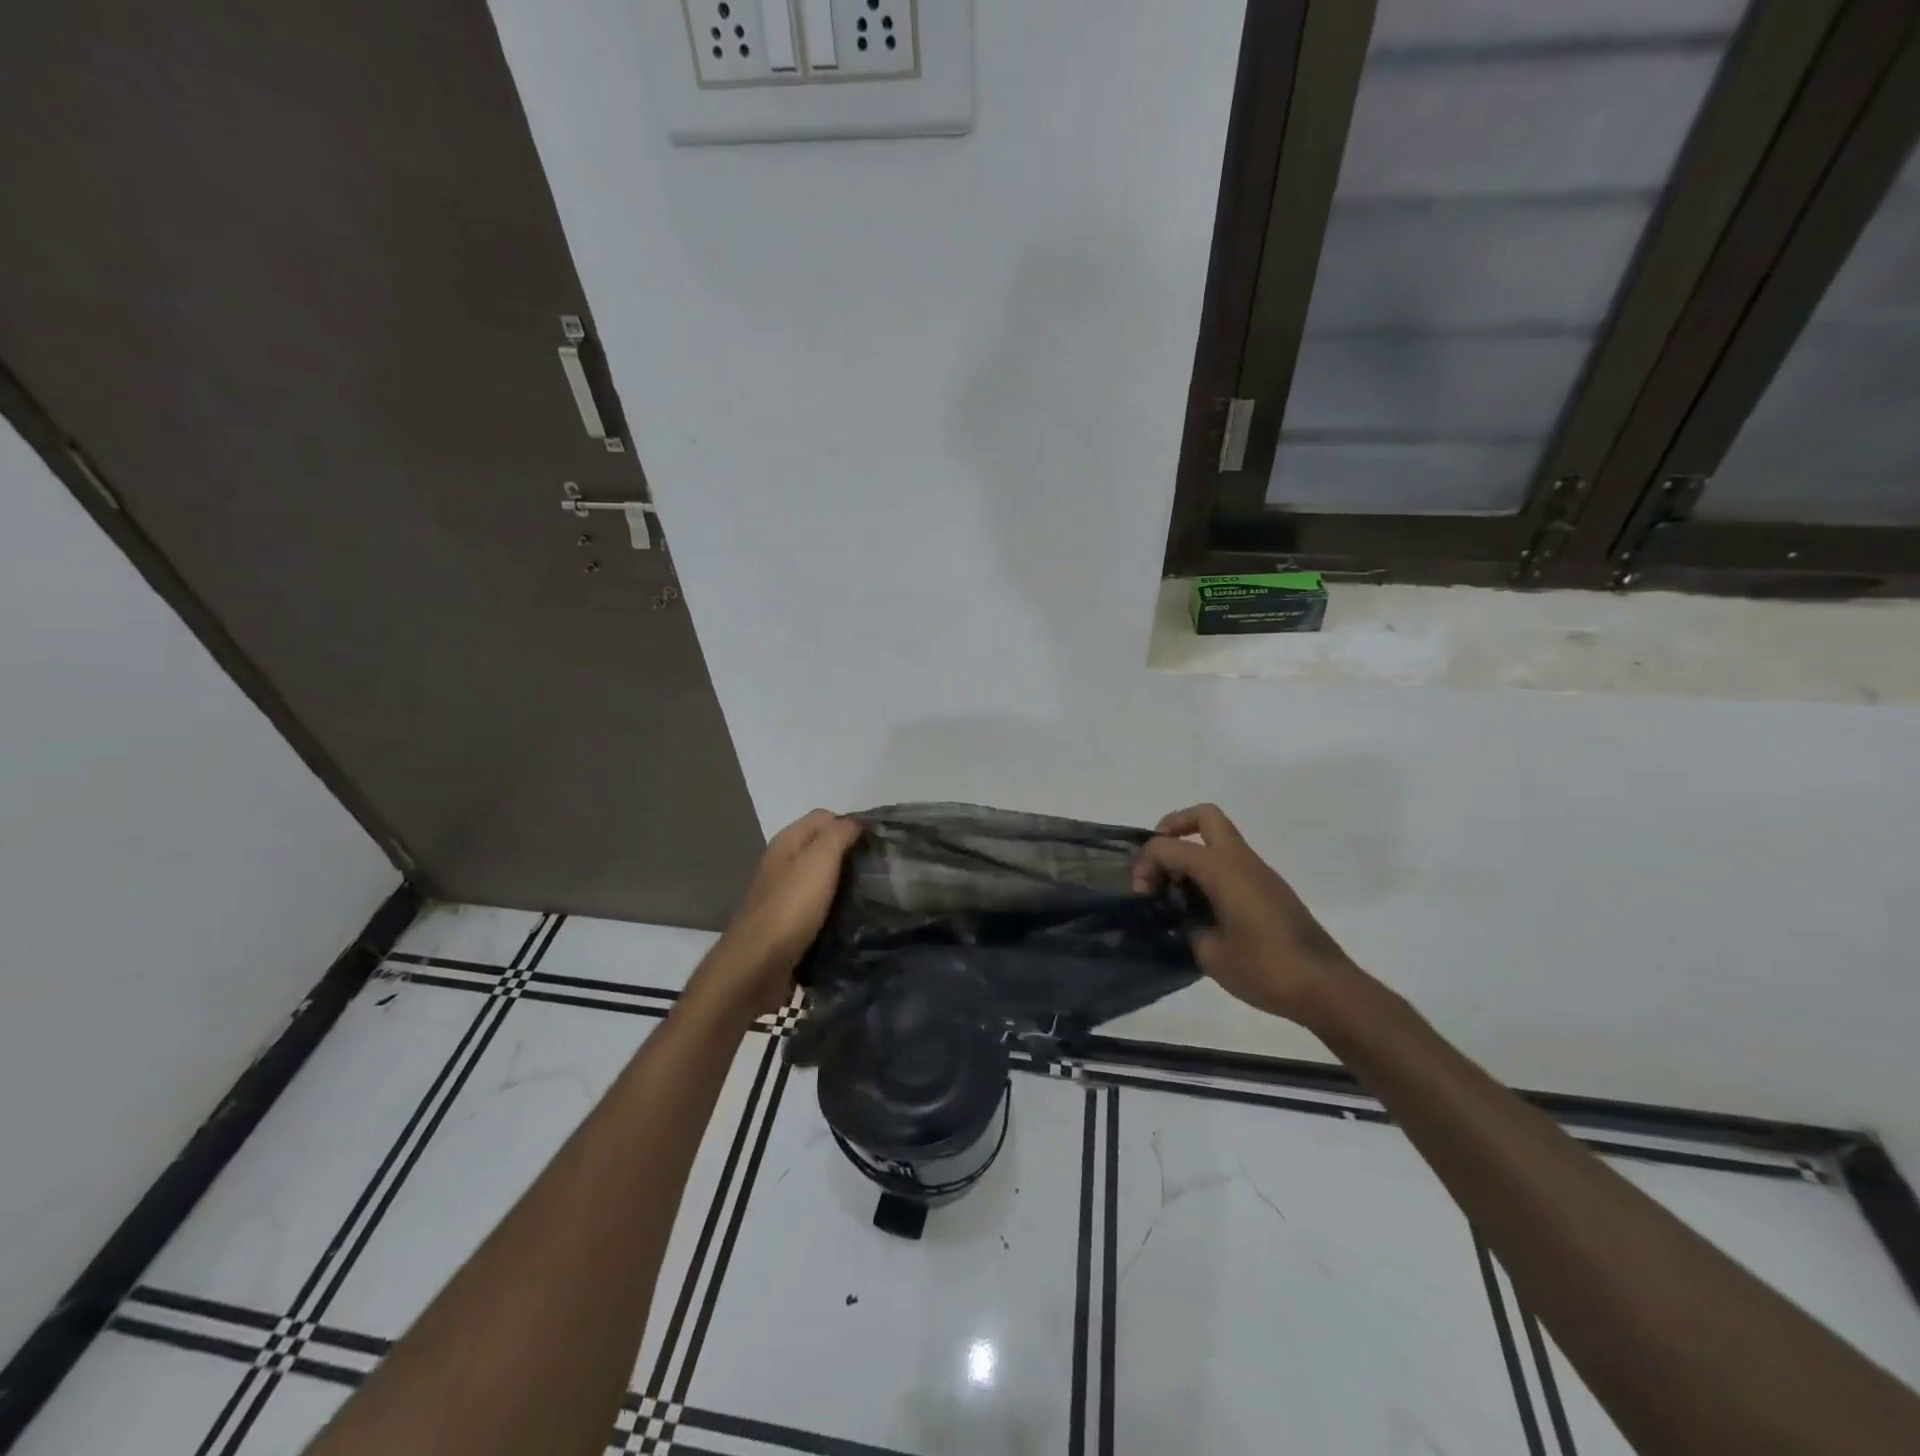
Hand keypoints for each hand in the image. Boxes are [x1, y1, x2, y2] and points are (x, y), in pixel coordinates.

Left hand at [694, 809, 862, 1017]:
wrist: (756, 967)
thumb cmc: (790, 908)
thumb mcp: (819, 861)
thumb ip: (839, 835)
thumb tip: (858, 822)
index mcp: (787, 843)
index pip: (824, 817)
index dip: (852, 824)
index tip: (879, 842)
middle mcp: (783, 864)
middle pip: (822, 847)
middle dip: (851, 854)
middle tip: (881, 868)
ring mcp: (783, 896)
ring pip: (821, 878)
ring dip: (845, 883)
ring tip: (874, 893)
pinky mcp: (787, 925)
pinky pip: (818, 907)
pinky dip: (835, 909)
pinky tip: (853, 919)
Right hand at [1133, 803, 1358, 1025]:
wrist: (1325, 987)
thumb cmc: (1264, 968)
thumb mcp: (1209, 953)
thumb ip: (1186, 925)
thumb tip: (1181, 917)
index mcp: (1222, 869)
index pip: (1169, 846)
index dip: (1145, 864)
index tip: (1142, 895)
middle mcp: (1241, 860)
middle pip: (1203, 817)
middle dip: (1172, 828)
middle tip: (1157, 863)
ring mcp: (1259, 872)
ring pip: (1218, 838)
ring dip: (1191, 852)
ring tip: (1174, 891)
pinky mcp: (1269, 889)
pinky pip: (1231, 862)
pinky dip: (1209, 870)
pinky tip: (1201, 907)